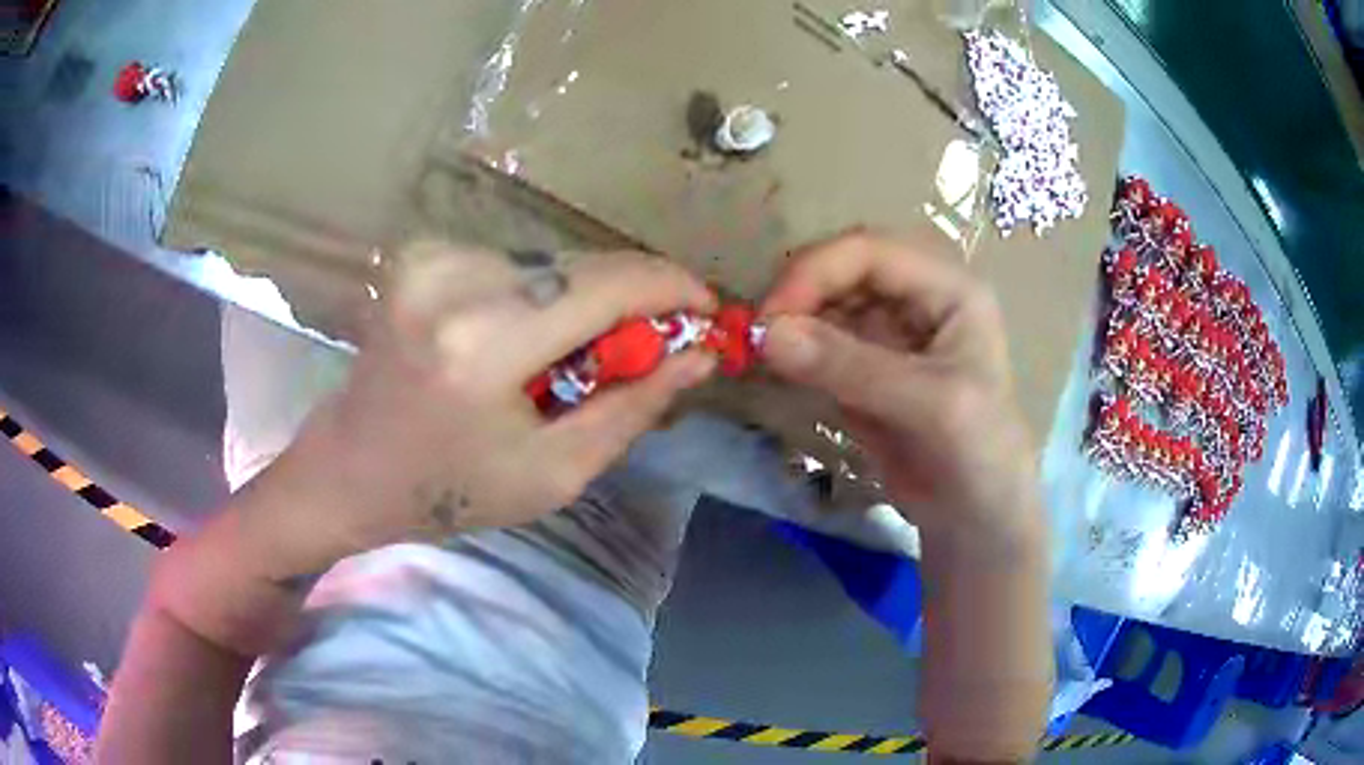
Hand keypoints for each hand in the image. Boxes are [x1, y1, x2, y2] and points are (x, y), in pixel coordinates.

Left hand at [240, 241, 716, 578]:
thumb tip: (700, 354)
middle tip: (654, 343)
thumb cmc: (449, 490)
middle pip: (582, 265)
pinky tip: (526, 339)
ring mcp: (430, 258)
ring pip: (551, 262)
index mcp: (485, 343)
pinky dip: (540, 295)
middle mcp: (454, 281)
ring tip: (577, 357)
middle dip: (633, 299)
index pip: (608, 283)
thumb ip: (633, 406)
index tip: (705, 309)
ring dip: (584, 300)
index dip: (671, 288)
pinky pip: (513, 265)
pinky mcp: (420, 253)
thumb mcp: (554, 473)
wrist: (349, 469)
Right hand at [760, 231, 1041, 544]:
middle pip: (845, 271)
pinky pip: (823, 346)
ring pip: (829, 307)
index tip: (770, 315)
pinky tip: (780, 372)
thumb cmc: (979, 453)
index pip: (871, 252)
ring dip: (794, 325)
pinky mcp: (869, 371)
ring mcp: (892, 336)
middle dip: (801, 295)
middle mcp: (919, 300)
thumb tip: (765, 334)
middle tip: (758, 335)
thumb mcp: (929, 404)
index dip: (817, 271)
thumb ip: (851, 367)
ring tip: (761, 355)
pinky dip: (797, 355)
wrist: (979, 521)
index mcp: (949, 289)